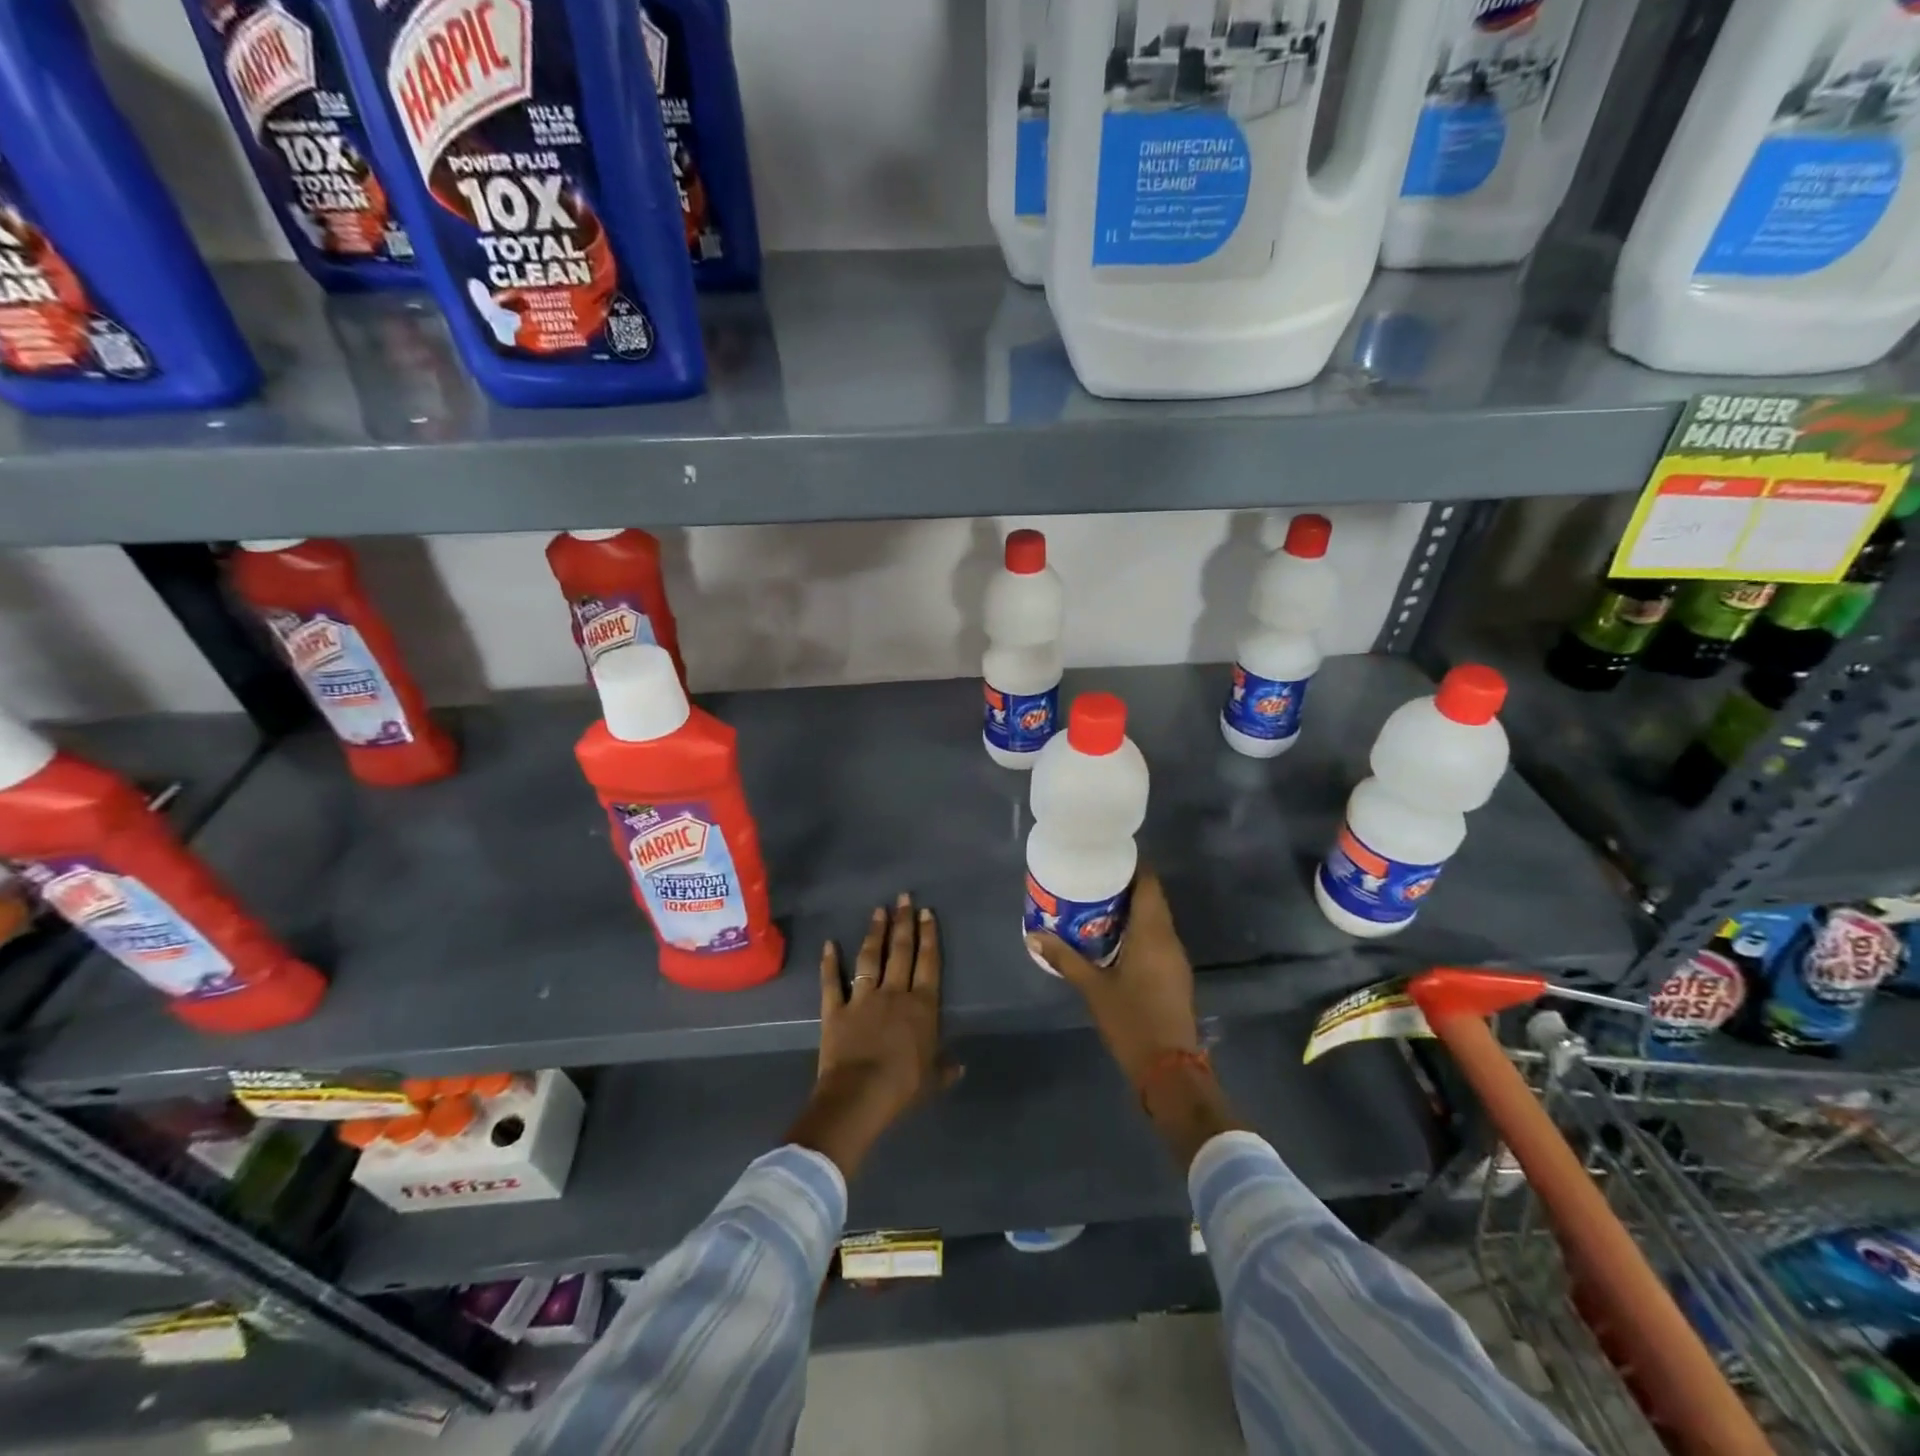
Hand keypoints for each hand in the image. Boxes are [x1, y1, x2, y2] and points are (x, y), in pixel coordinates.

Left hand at [786, 893, 958, 1178]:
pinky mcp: (835, 1009)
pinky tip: (829, 943)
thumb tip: (960, 1066)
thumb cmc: (903, 1086)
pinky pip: (832, 982)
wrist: (860, 1095)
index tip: (927, 912)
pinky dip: (829, 963)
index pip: (928, 963)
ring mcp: (863, 998)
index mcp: (922, 1006)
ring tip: (878, 910)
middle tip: (904, 898)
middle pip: (900, 951)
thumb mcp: (932, 1080)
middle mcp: (894, 993)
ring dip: (874, 932)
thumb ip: (945, 1068)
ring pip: (870, 957)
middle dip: (903, 922)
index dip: (929, 936)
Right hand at [1027, 870, 1238, 1165]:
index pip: (1149, 883)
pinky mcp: (1174, 974)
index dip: (1131, 865)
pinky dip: (1137, 929)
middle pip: (1152, 898)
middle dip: (1125, 885)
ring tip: (1096, 903)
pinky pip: (1156, 937)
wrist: (1169, 1069)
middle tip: (1091, 879)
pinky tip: (1112, 937)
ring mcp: (1174, 958)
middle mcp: (1169, 938)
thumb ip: (1065, 959)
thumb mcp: (1093, 988)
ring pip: (1155, 918)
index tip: (1105, 856)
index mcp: (1153, 933)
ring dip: (1131, 908)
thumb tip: (1034, 935)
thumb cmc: (1132, 1021)